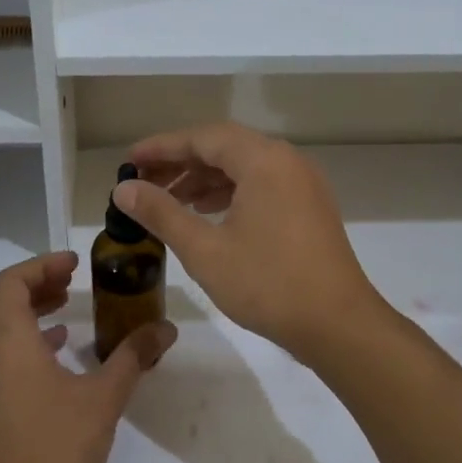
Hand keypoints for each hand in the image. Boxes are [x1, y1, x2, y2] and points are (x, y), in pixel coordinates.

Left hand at [0, 252, 175, 462]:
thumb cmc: (58, 444)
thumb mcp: (105, 396)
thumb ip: (134, 356)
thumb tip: (165, 328)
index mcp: (10, 342)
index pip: (10, 283)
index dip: (40, 265)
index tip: (73, 263)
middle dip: (34, 282)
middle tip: (70, 279)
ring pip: (0, 325)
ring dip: (30, 307)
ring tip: (68, 304)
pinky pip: (5, 350)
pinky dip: (29, 336)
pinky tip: (63, 346)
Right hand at [116, 123, 385, 361]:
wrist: (337, 324)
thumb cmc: (267, 284)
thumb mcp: (204, 250)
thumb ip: (161, 213)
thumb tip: (123, 188)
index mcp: (264, 161)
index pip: (203, 138)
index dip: (162, 147)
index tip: (129, 160)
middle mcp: (287, 162)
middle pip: (225, 148)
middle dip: (182, 163)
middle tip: (144, 183)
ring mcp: (303, 185)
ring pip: (245, 168)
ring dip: (205, 179)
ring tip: (170, 201)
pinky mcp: (309, 208)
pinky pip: (262, 186)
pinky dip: (231, 194)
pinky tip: (208, 215)